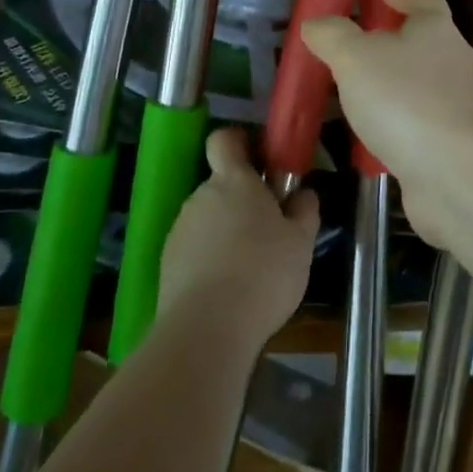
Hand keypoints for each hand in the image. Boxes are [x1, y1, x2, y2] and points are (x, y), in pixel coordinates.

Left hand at [158, 128, 319, 349]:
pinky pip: (195, 250)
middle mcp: (201, 196)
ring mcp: (180, 230)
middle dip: (243, 201)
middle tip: (270, 229)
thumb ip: (304, 211)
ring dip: (226, 233)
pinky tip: (229, 290)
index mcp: (233, 181)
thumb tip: (303, 193)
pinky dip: (210, 261)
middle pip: (221, 185)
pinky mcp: (168, 264)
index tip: (260, 161)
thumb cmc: (263, 273)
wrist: (206, 330)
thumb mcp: (301, 242)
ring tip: (251, 269)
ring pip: (209, 220)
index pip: (225, 140)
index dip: (239, 144)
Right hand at [300, 0, 472, 246]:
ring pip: (421, 85)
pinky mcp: (455, 146)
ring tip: (355, 93)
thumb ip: (332, 36)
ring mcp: (458, 107)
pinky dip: (398, 123)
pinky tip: (373, 136)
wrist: (458, 175)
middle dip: (392, 41)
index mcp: (436, 31)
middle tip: (355, 46)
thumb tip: (316, 23)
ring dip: (393, 85)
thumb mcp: (354, 59)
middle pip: (424, 42)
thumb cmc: (405, 101)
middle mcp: (454, 63)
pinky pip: (421, 124)